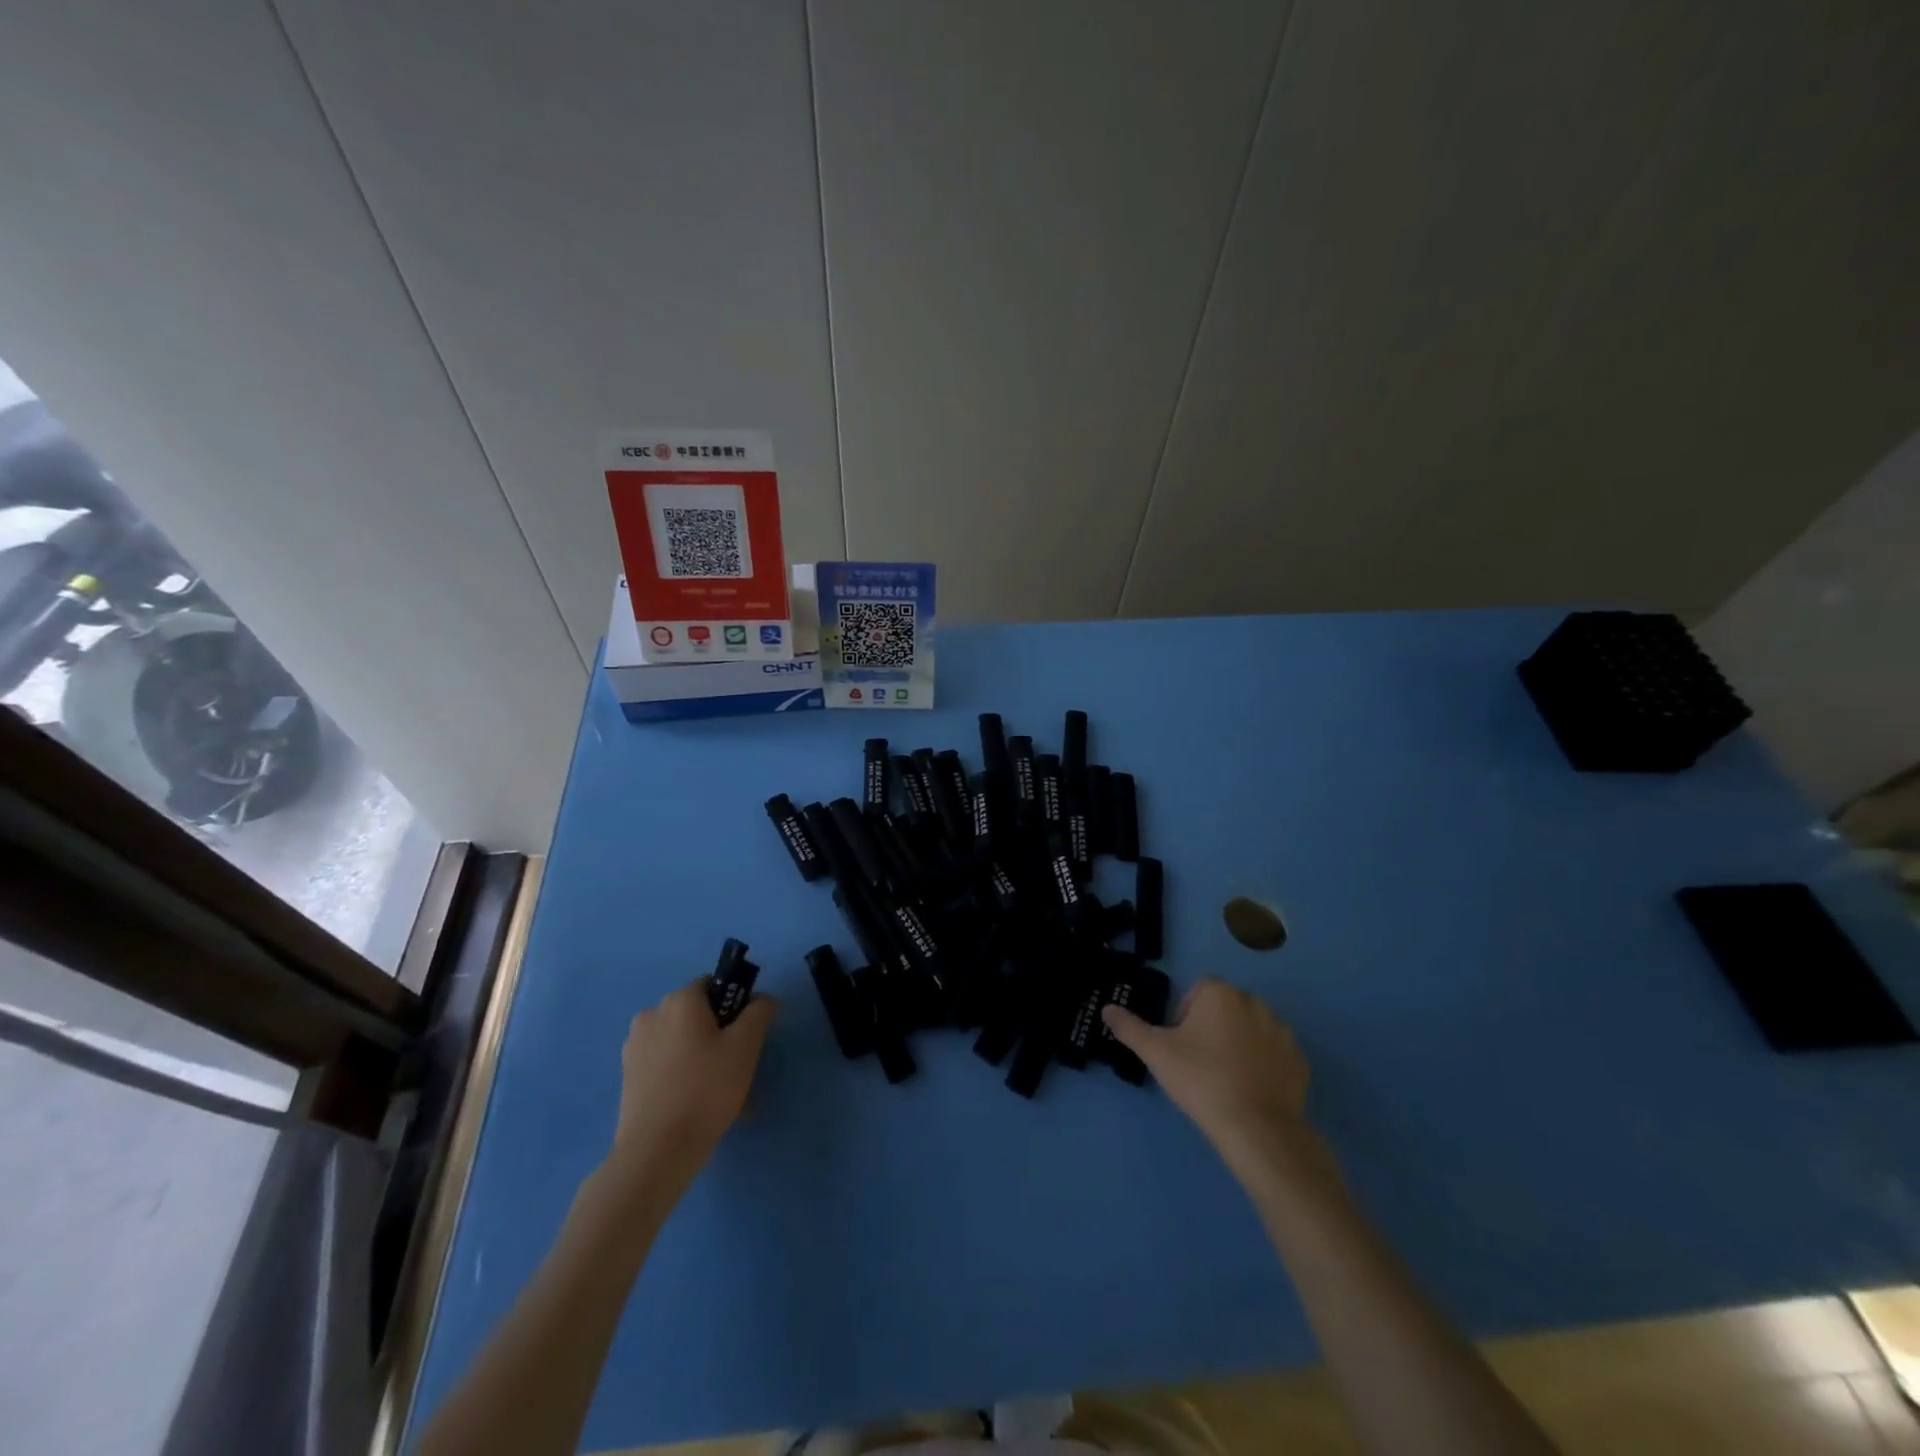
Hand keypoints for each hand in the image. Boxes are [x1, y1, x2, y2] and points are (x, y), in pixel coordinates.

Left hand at [606, 978, 775, 1200]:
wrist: (657, 1150)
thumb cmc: (707, 1088)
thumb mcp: (746, 1046)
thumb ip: (759, 1012)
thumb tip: (762, 998)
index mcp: (680, 1000)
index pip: (714, 985)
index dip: (736, 1003)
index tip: (747, 1034)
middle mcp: (652, 1014)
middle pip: (696, 1013)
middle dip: (718, 1032)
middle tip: (737, 1065)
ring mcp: (635, 1046)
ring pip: (681, 1039)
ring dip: (701, 1054)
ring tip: (720, 1091)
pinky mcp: (627, 1075)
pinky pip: (665, 1062)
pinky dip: (682, 1073)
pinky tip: (697, 1103)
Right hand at [1103, 977, 1316, 1178]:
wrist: (1257, 1129)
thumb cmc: (1201, 1080)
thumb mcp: (1156, 1053)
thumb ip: (1129, 1027)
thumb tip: (1106, 1009)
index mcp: (1220, 994)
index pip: (1198, 991)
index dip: (1185, 1015)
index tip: (1180, 1045)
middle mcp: (1254, 1003)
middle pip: (1225, 1007)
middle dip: (1212, 1027)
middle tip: (1199, 1062)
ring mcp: (1282, 1032)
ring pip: (1252, 1029)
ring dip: (1239, 1043)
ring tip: (1226, 1078)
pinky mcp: (1300, 1062)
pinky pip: (1275, 1054)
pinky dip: (1264, 1065)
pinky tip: (1251, 1090)